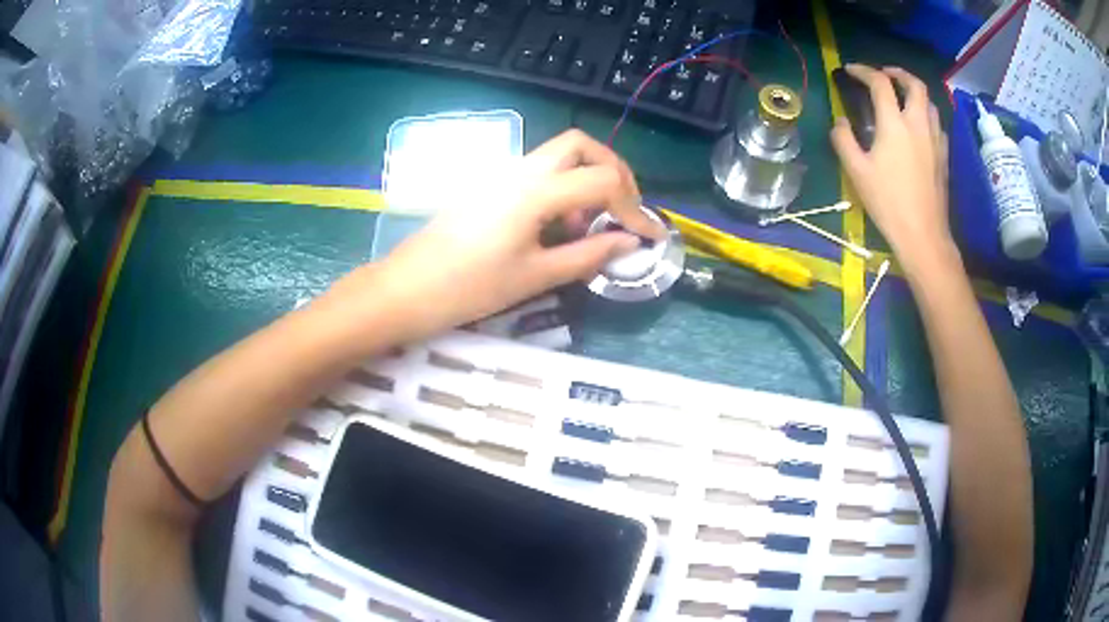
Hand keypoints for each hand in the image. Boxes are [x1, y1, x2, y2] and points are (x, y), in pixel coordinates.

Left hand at [336, 129, 663, 340]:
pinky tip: (560, 225)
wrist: (407, 289)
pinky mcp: (490, 185)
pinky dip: (563, 187)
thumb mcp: (535, 276)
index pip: (603, 181)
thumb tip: (630, 243)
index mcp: (535, 191)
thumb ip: (588, 255)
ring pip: (558, 154)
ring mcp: (502, 174)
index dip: (635, 207)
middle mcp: (520, 170)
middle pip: (580, 144)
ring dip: (587, 177)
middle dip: (613, 170)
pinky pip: (538, 172)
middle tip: (624, 209)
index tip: (649, 236)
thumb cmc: (469, 287)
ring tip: (591, 225)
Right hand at [830, 65, 954, 276]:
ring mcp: (935, 140)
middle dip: (898, 73)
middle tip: (885, 74)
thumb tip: (840, 123)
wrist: (924, 235)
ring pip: (930, 103)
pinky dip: (926, 115)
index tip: (851, 71)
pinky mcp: (944, 156)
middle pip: (914, 84)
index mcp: (894, 124)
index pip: (880, 83)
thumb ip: (843, 140)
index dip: (863, 71)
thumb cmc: (888, 203)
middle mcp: (918, 124)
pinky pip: (937, 124)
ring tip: (902, 97)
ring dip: (915, 92)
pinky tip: (918, 127)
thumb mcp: (856, 172)